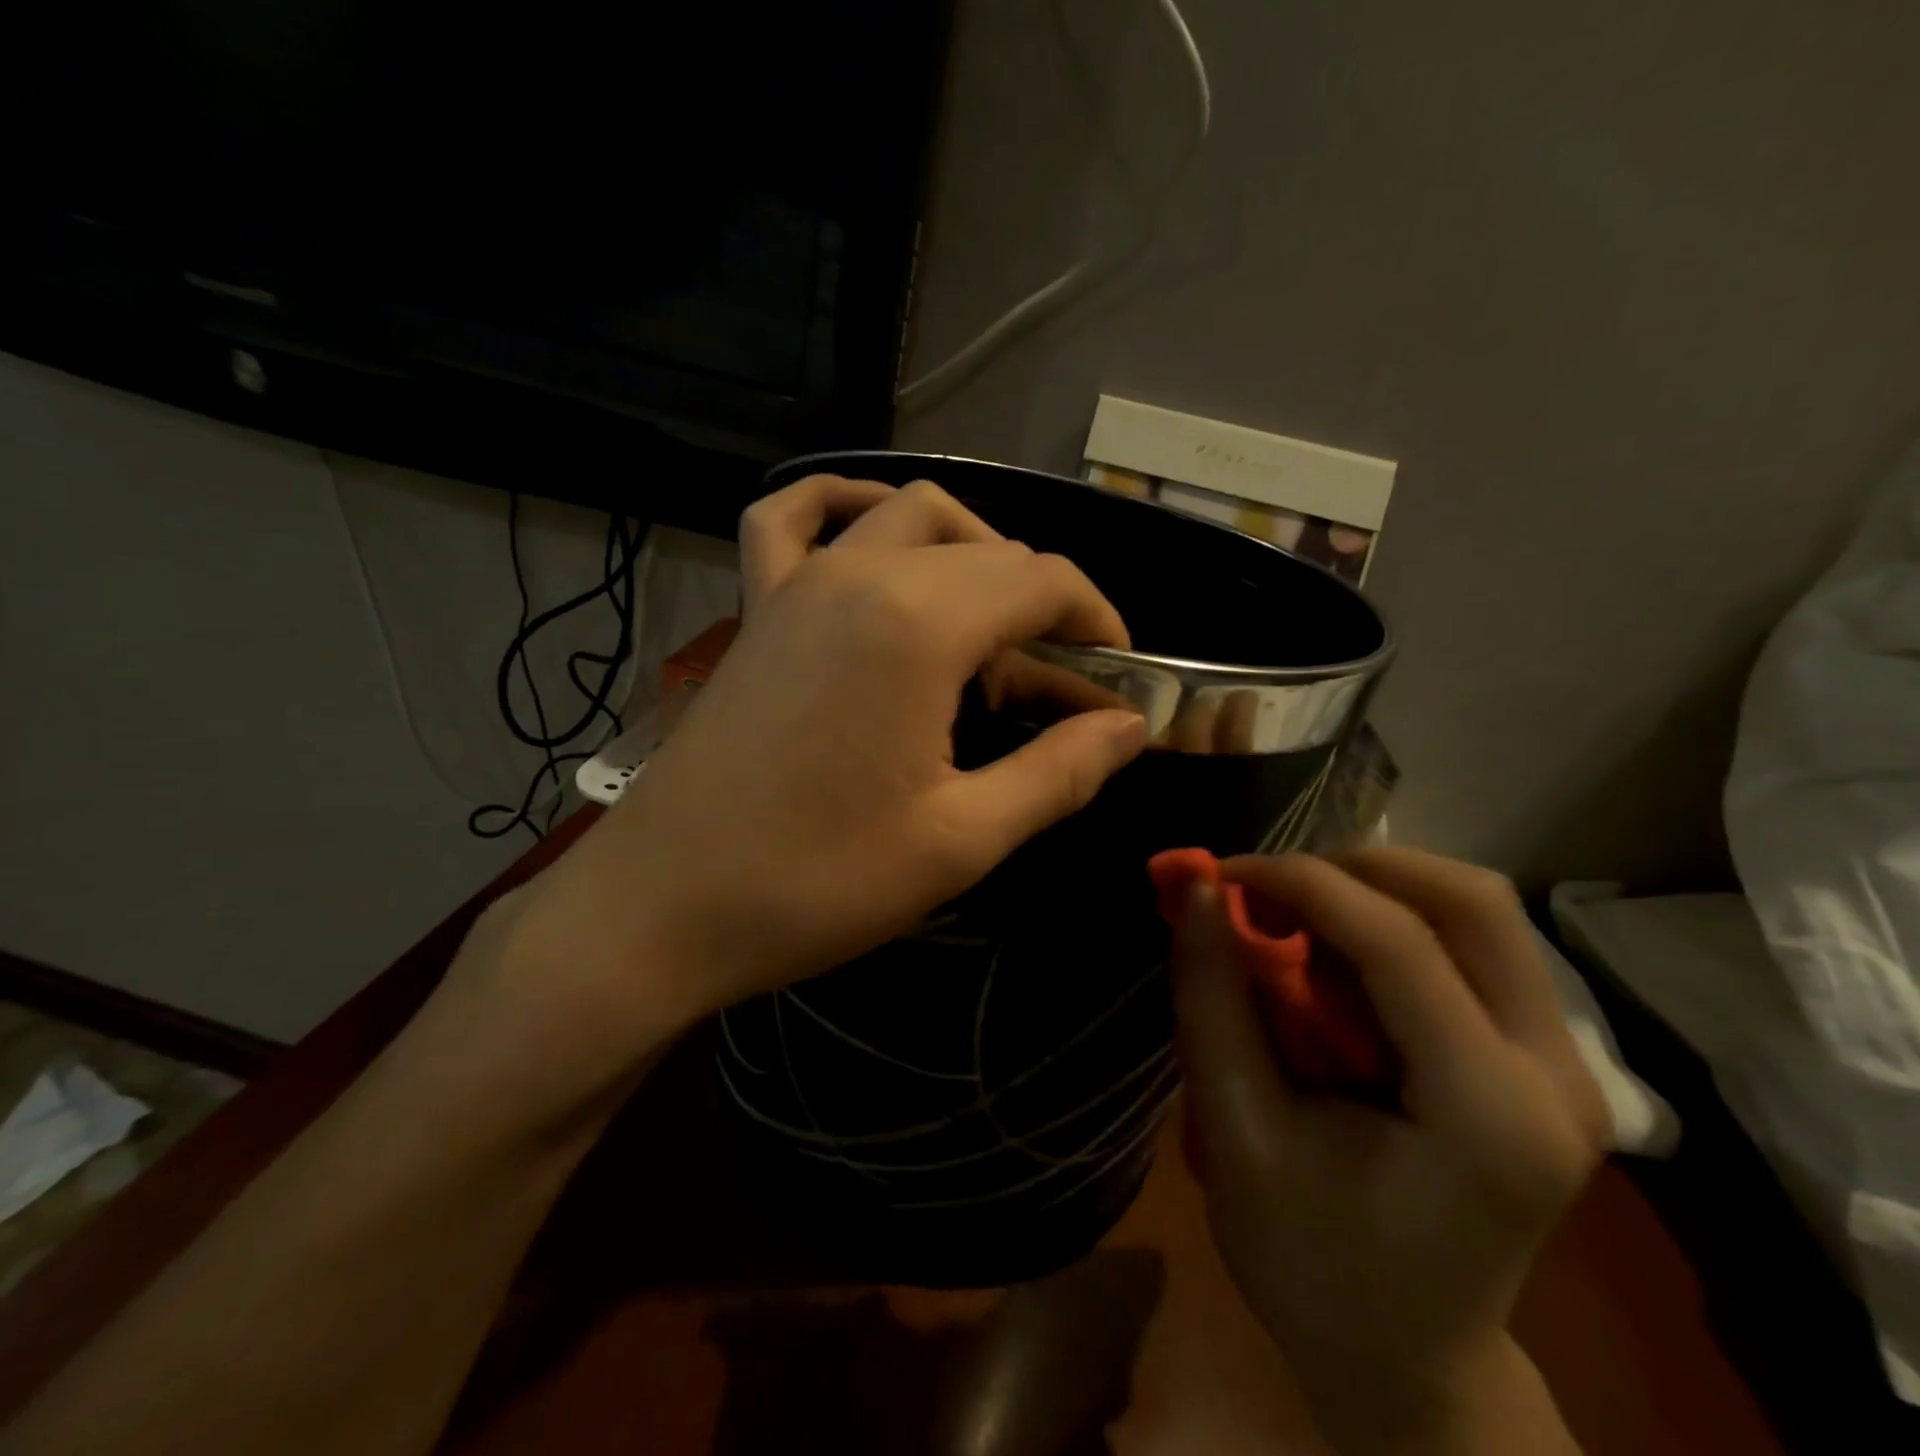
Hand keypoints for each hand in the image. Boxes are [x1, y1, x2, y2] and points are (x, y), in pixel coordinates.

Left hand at [512, 475, 1148, 1041]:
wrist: (663, 908)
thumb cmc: (817, 882)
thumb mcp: (961, 840)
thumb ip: (1059, 772)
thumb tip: (1129, 728)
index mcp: (919, 625)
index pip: (1043, 581)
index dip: (1098, 623)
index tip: (1119, 684)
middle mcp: (860, 575)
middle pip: (987, 552)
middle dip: (1044, 607)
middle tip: (1060, 689)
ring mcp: (797, 582)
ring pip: (908, 517)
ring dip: (971, 552)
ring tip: (989, 623)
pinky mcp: (758, 608)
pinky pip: (792, 518)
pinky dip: (843, 508)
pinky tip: (872, 535)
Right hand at [1171, 848, 1606, 1451]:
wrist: (1404, 1359)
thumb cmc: (1307, 1261)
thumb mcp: (1237, 1129)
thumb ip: (1213, 997)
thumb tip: (1198, 887)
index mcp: (1487, 1114)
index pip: (1399, 943)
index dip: (1299, 883)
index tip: (1219, 873)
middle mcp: (1556, 1075)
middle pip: (1471, 901)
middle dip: (1353, 868)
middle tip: (1269, 894)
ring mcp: (1567, 1066)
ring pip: (1476, 911)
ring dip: (1372, 893)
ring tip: (1295, 931)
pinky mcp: (1544, 1059)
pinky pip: (1471, 944)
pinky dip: (1391, 924)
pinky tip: (1334, 968)